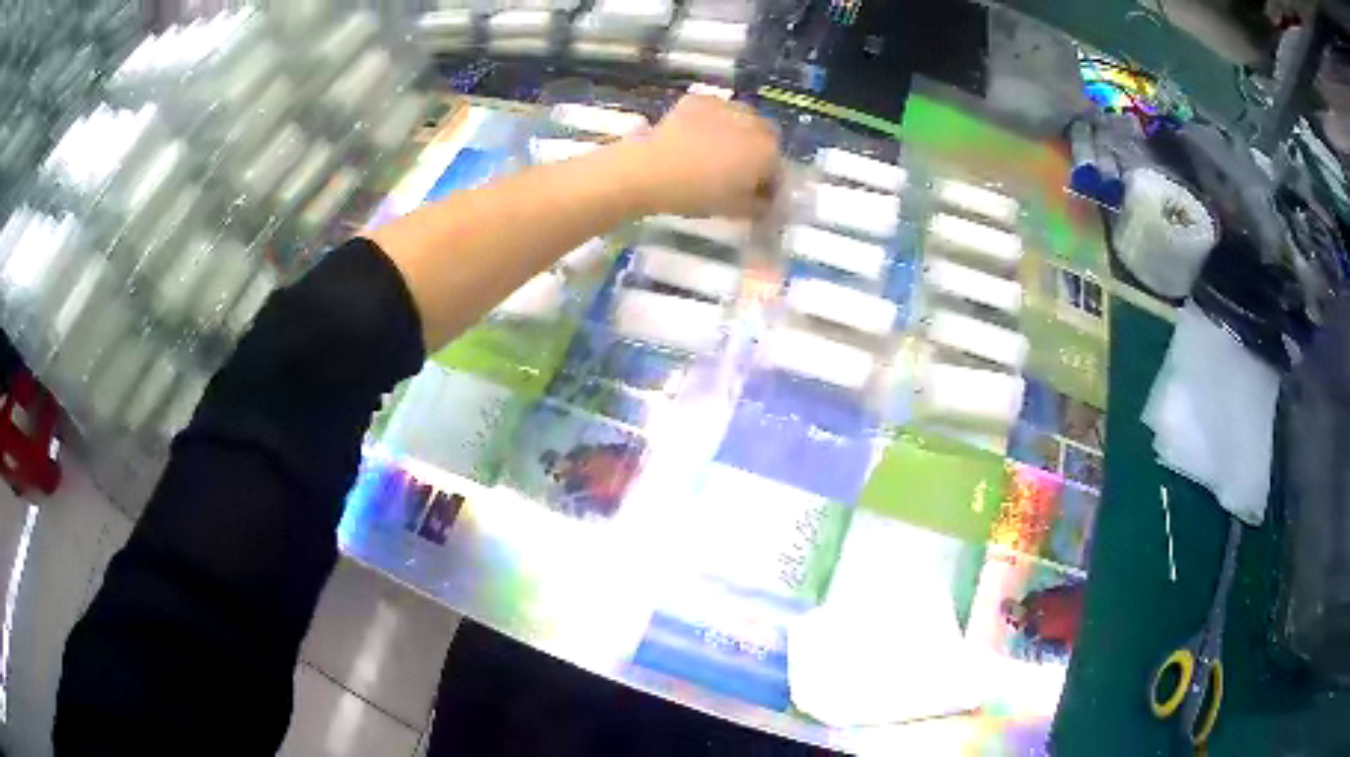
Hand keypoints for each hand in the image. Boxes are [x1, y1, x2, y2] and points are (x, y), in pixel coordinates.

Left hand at [627, 95, 779, 217]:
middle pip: (765, 137)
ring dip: (738, 131)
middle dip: (758, 151)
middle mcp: (753, 122)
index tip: (757, 194)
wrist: (650, 170)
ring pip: (742, 118)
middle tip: (738, 169)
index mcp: (767, 151)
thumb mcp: (735, 210)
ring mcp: (726, 106)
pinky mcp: (699, 99)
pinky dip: (713, 120)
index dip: (769, 184)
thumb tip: (766, 202)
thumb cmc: (696, 194)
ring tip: (718, 149)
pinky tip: (697, 135)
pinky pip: (716, 109)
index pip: (778, 169)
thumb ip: (759, 206)